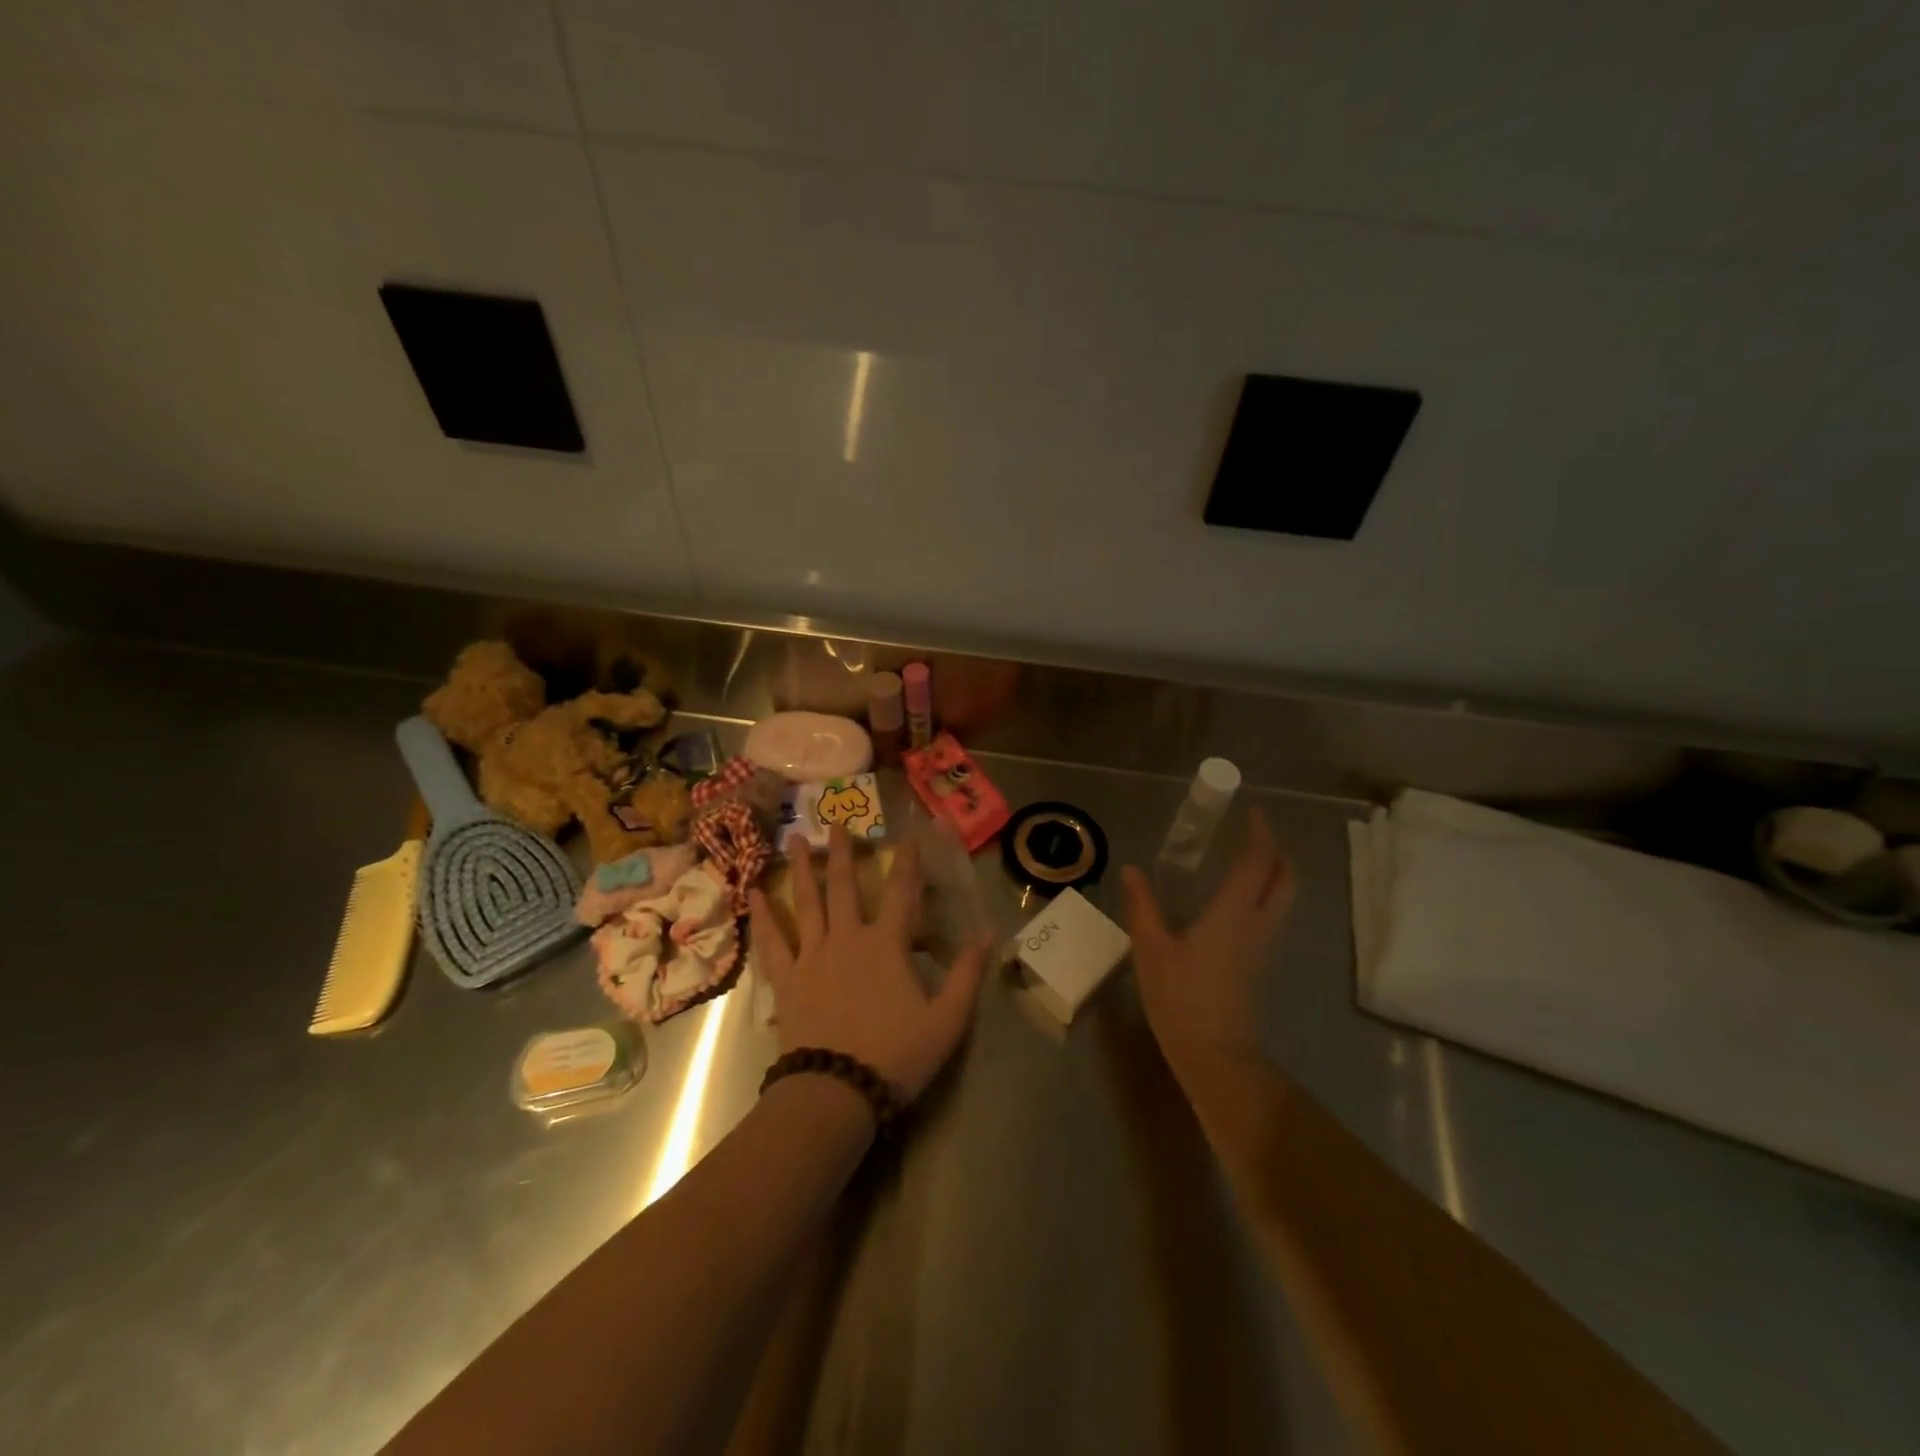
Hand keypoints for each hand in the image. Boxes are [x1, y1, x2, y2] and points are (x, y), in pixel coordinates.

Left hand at [749, 827, 989, 1102]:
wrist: (837, 1091)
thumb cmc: (897, 1055)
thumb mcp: (948, 1020)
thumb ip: (967, 974)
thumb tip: (988, 934)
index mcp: (887, 945)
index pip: (902, 892)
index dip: (908, 861)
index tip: (909, 835)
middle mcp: (847, 938)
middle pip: (844, 886)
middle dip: (842, 852)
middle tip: (835, 822)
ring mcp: (812, 956)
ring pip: (806, 903)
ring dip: (802, 869)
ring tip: (795, 840)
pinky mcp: (787, 980)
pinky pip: (772, 942)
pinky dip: (762, 916)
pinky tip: (752, 894)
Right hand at [1120, 810, 1295, 1076]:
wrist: (1214, 1054)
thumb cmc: (1181, 997)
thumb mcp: (1150, 948)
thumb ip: (1142, 906)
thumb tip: (1132, 870)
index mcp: (1234, 913)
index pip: (1259, 862)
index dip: (1260, 833)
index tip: (1253, 812)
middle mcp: (1258, 923)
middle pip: (1285, 879)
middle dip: (1276, 851)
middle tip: (1254, 833)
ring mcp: (1263, 946)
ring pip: (1284, 899)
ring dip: (1275, 873)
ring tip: (1247, 860)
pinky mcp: (1259, 963)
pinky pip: (1272, 916)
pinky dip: (1265, 895)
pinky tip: (1236, 900)